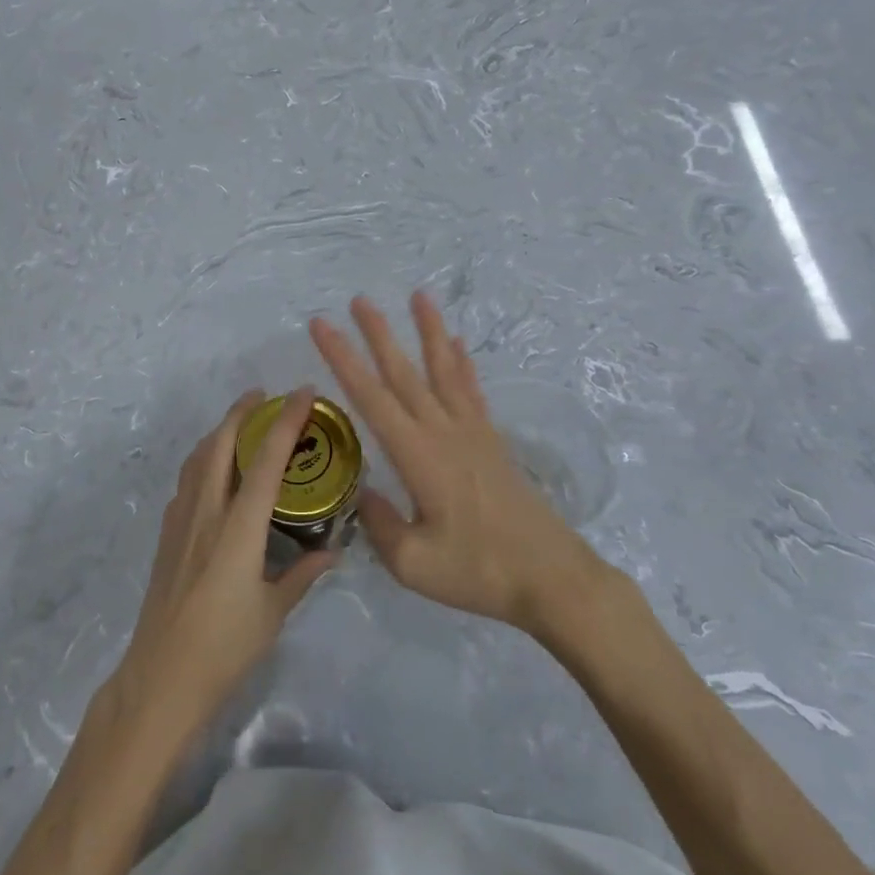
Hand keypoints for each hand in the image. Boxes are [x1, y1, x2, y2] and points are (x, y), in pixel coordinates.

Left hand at [111, 389, 337, 748]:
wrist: (160, 678)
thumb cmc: (224, 647)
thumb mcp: (272, 612)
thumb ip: (301, 575)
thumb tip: (331, 552)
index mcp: (239, 527)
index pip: (266, 460)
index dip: (286, 422)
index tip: (303, 393)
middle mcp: (207, 512)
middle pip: (220, 444)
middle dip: (241, 412)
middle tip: (263, 396)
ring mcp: (181, 521)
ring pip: (198, 458)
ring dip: (219, 431)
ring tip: (239, 423)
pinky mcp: (166, 535)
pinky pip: (186, 480)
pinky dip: (202, 459)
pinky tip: (212, 471)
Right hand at [309, 293, 609, 634]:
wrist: (552, 578)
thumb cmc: (480, 572)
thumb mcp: (415, 564)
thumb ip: (380, 525)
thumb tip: (362, 493)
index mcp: (418, 455)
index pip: (371, 397)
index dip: (343, 359)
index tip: (322, 327)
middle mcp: (443, 431)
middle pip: (405, 373)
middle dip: (378, 334)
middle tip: (358, 300)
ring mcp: (472, 432)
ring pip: (443, 369)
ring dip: (428, 331)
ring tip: (419, 296)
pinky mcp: (491, 441)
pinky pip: (471, 390)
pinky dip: (462, 363)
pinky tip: (457, 344)